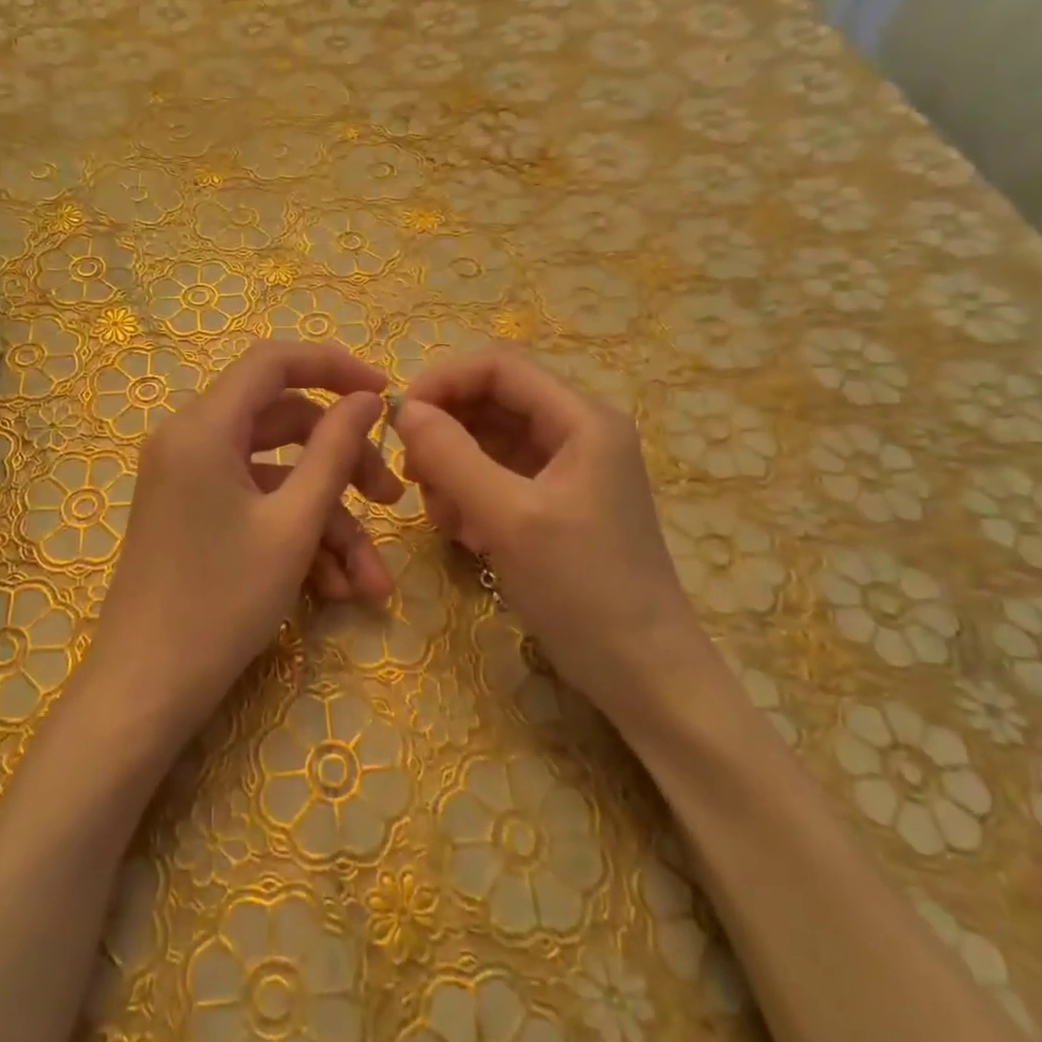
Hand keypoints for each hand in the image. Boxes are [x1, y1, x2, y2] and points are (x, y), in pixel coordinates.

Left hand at [85, 340, 402, 738]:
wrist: (146, 689)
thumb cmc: (221, 601)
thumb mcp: (293, 525)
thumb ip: (334, 451)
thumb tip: (366, 399)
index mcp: (204, 427)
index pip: (274, 361)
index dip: (334, 366)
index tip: (385, 394)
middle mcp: (191, 441)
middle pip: (284, 424)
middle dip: (344, 464)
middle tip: (391, 500)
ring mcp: (191, 481)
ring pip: (278, 477)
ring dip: (328, 521)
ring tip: (370, 583)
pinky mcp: (195, 515)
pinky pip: (256, 507)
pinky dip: (296, 538)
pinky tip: (334, 590)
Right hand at [396, 346, 716, 720]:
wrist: (642, 674)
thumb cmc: (582, 589)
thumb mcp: (509, 518)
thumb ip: (453, 456)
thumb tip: (405, 411)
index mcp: (582, 420)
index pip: (499, 367)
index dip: (444, 381)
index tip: (399, 420)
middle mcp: (577, 433)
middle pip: (493, 402)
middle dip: (446, 432)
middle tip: (413, 476)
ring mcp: (568, 470)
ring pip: (490, 442)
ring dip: (453, 468)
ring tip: (442, 516)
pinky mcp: (556, 504)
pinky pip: (499, 478)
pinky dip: (471, 495)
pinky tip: (463, 534)